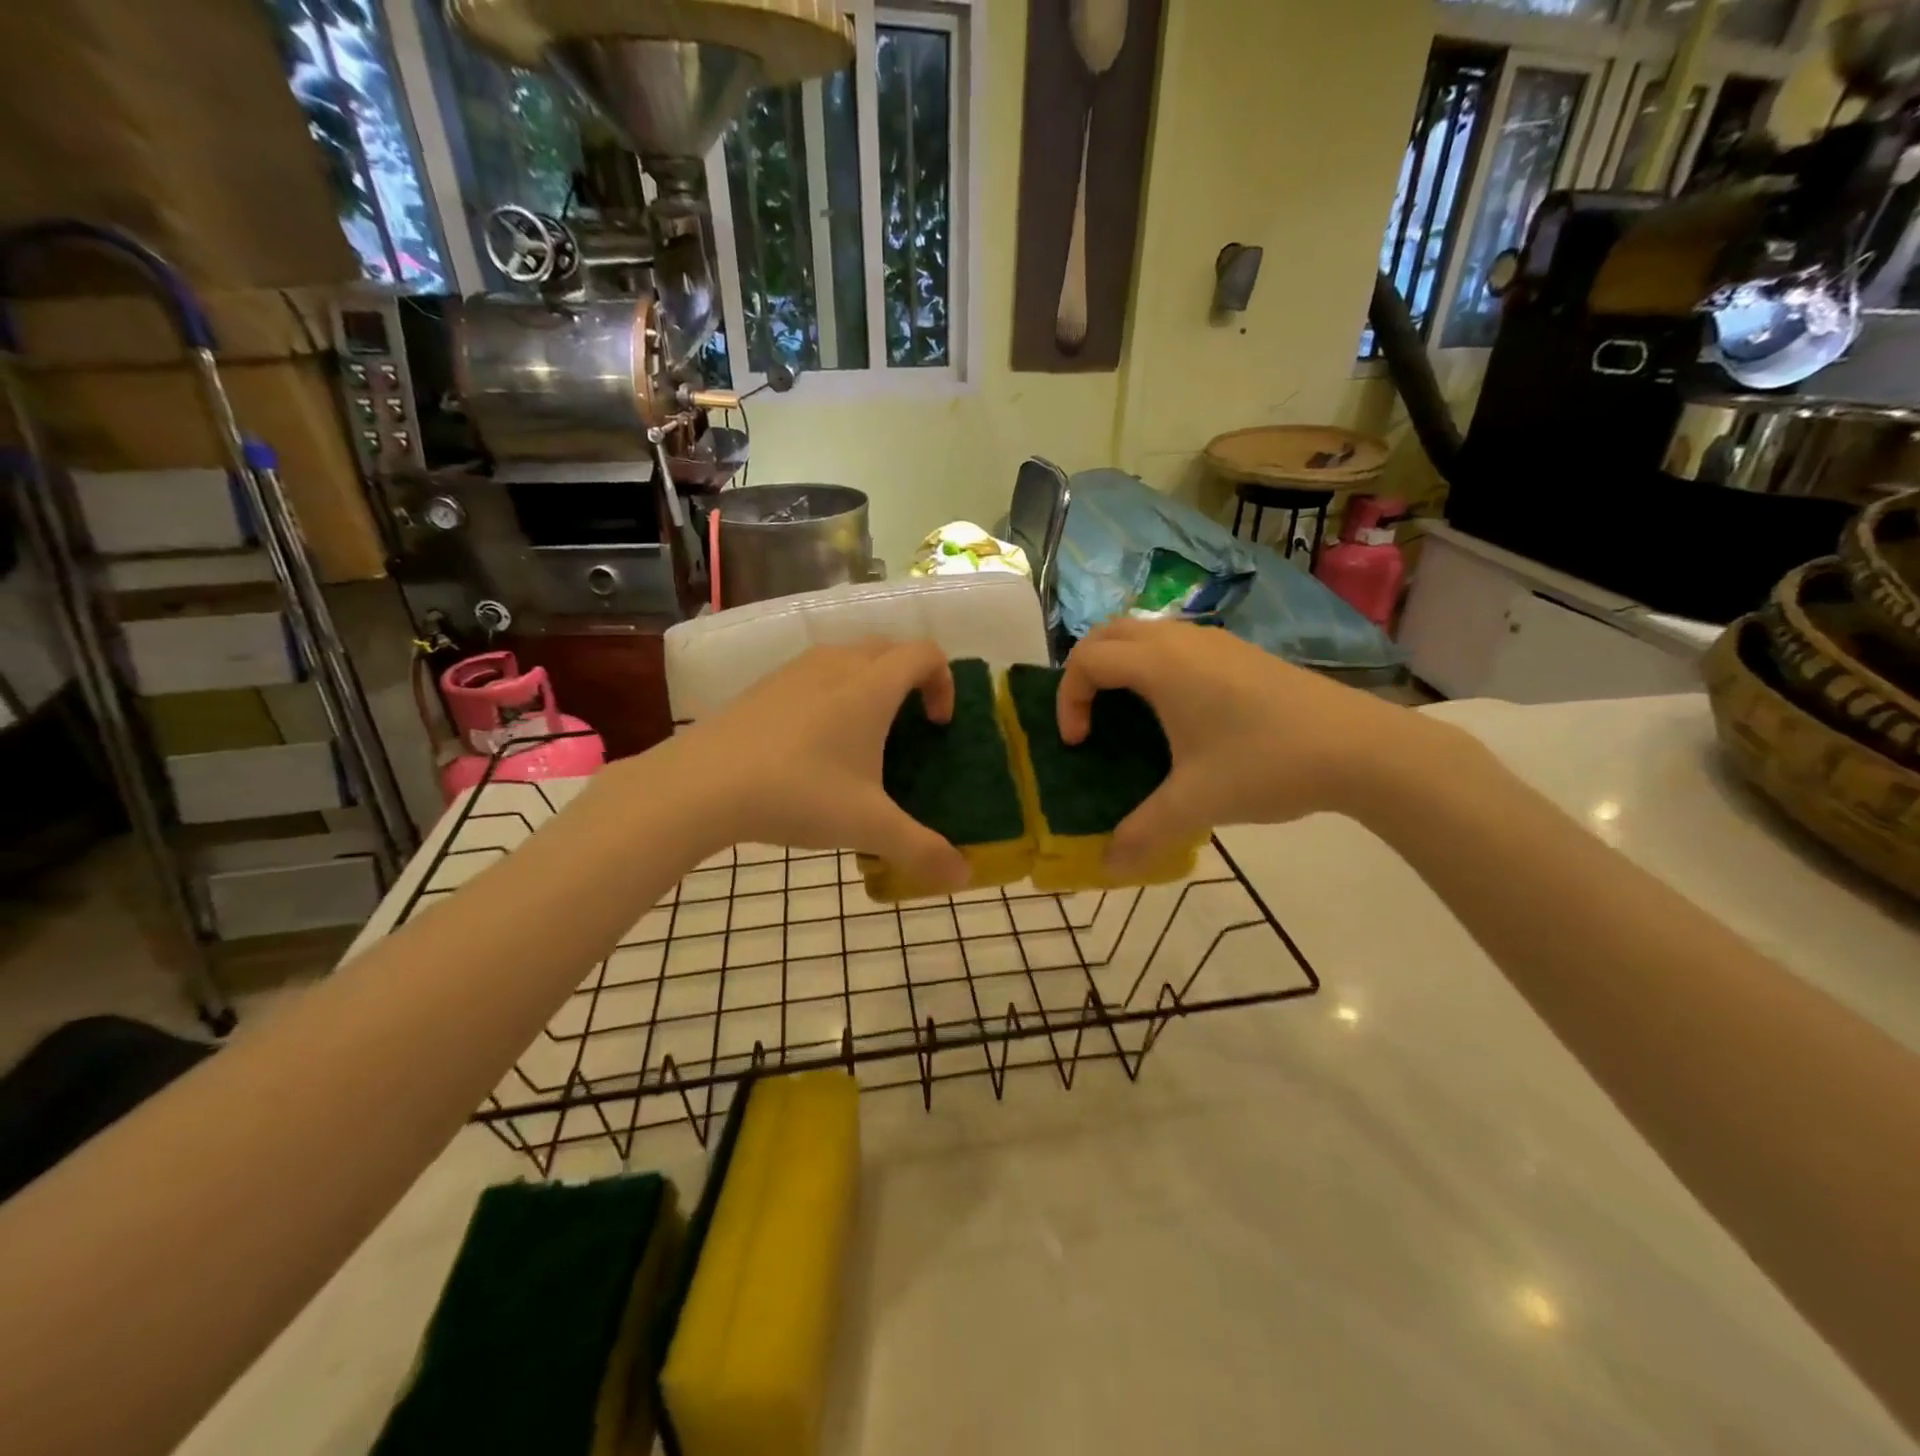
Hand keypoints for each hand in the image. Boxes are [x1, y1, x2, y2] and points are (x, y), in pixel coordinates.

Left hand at [660, 639, 970, 888]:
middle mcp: (837, 664)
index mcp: (871, 686)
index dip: (944, 682)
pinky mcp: (764, 685)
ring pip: (849, 657)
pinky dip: (832, 693)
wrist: (700, 785)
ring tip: (861, 736)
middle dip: (910, 679)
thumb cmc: (797, 794)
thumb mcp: (867, 826)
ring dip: (869, 683)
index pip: (925, 654)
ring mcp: (795, 670)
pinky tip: (813, 745)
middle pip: (890, 649)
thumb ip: (921, 850)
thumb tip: (964, 877)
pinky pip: (814, 674)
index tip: (937, 725)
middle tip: (908, 727)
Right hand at [1058, 620, 1445, 870]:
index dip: (1069, 699)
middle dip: (1085, 671)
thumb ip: (1144, 832)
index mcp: (1161, 665)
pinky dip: (1154, 666)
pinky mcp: (1241, 653)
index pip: (1087, 659)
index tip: (1079, 743)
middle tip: (1089, 717)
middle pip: (1109, 633)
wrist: (1361, 748)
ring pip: (1146, 633)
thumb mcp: (1196, 803)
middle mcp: (1182, 641)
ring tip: (1127, 715)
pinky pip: (1177, 645)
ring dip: (1122, 665)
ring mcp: (1216, 642)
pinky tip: (1179, 715)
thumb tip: (1107, 866)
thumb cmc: (1267, 764)